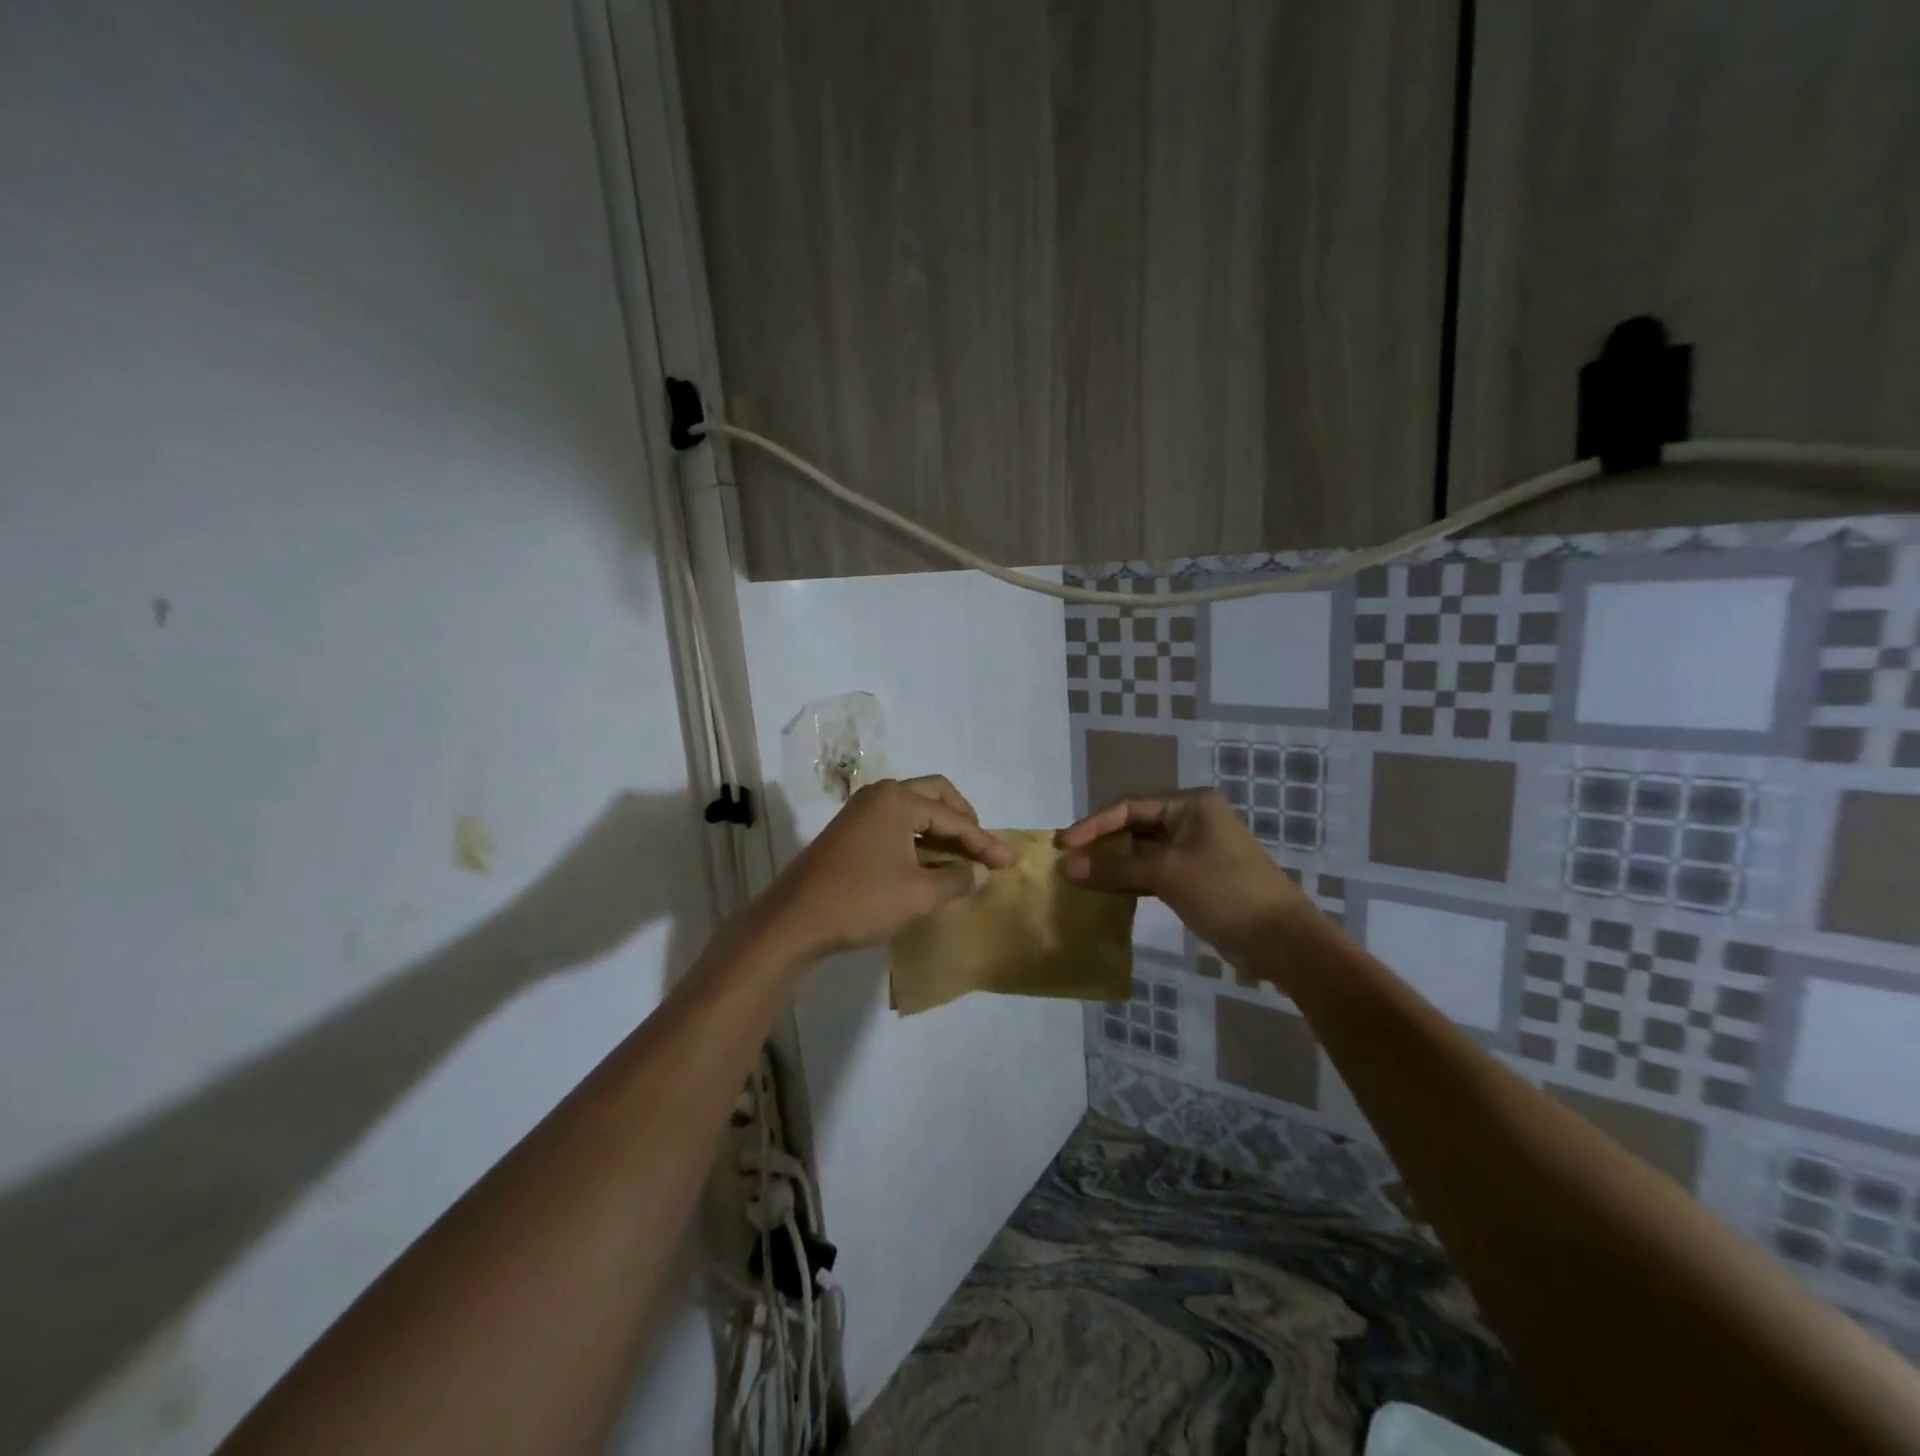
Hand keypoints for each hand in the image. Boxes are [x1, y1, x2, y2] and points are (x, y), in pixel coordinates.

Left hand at [755, 776, 1013, 960]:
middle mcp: (880, 795)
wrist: (794, 921)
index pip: (954, 818)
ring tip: (963, 856)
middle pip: (935, 796)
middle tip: (983, 847)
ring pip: (914, 809)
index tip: (1008, 862)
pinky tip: (931, 862)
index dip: (984, 842)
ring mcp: (861, 811)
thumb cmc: (861, 902)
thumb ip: (957, 879)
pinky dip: (919, 837)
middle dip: (963, 820)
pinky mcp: (850, 830)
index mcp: (898, 800)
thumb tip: (982, 872)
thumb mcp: (919, 895)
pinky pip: (896, 823)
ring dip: (941, 829)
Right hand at [1057, 790, 1311, 962]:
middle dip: (1101, 845)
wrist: (1281, 941)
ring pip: (1142, 853)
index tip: (1063, 845)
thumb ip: (1114, 868)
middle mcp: (1192, 821)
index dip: (1093, 825)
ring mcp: (1194, 851)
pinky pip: (1153, 873)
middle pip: (1134, 828)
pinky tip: (1105, 893)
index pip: (1129, 807)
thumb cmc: (1225, 892)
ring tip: (1078, 878)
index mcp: (1190, 805)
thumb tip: (1067, 866)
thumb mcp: (1166, 874)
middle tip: (1067, 862)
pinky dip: (1130, 882)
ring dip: (1113, 865)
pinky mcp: (1195, 879)